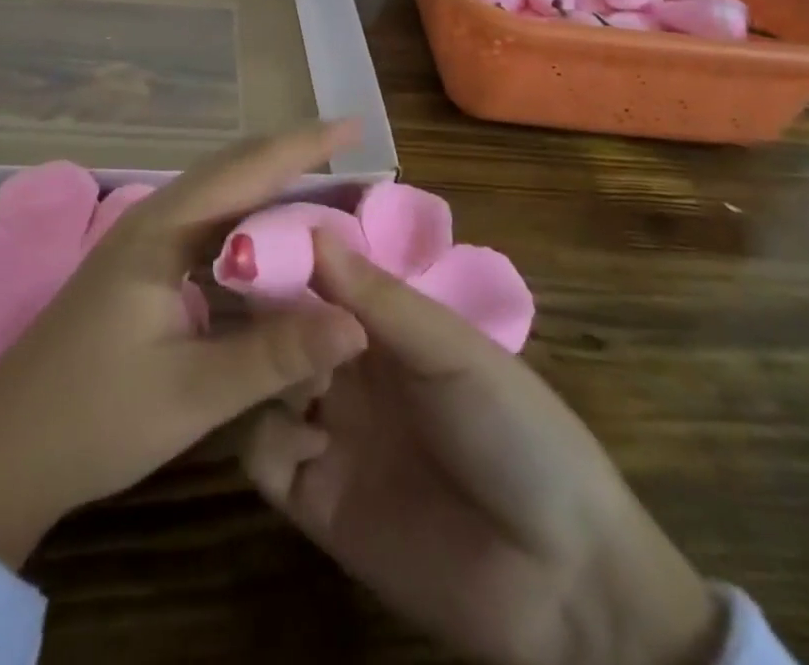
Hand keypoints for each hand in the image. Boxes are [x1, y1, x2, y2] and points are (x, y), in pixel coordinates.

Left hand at [0, 123, 369, 567]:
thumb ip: (276, 356)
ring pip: (217, 200)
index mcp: (162, 231)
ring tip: (321, 189)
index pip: (245, 170)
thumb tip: (358, 324)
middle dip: (290, 158)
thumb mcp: (193, 393)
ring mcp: (142, 245)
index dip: (302, 146)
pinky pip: (205, 231)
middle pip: (231, 171)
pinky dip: (245, 228)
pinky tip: (268, 246)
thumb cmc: (95, 417)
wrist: (2, 454)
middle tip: (347, 153)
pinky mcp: (139, 272)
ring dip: (267, 191)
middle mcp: (153, 221)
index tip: (352, 126)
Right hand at [244, 233, 722, 664]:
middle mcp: (348, 368)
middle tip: (247, 300)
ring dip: (265, 367)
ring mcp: (329, 430)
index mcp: (384, 325)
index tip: (249, 234)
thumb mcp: (452, 350)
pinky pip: (263, 454)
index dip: (287, 253)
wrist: (561, 580)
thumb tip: (310, 230)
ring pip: (263, 380)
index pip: (319, 274)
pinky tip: (308, 440)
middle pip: (282, 324)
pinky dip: (269, 437)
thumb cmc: (517, 432)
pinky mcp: (315, 498)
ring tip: (290, 370)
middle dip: (265, 308)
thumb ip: (379, 297)